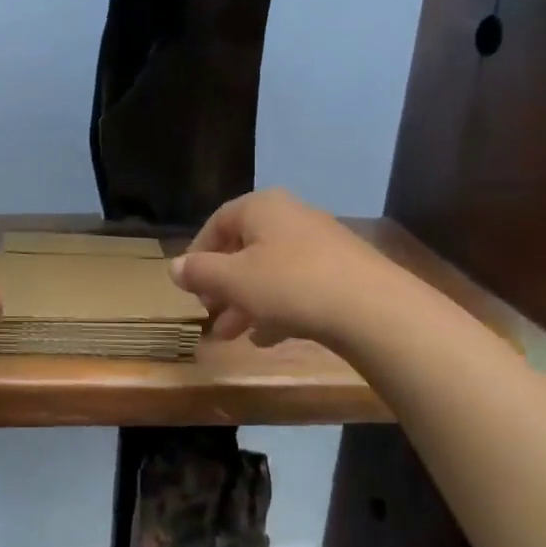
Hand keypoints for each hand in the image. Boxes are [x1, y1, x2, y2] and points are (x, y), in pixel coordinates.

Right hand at [170, 188, 406, 348]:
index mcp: (262, 208)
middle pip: (244, 249)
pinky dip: (277, 308)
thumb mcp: (233, 280)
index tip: (187, 284)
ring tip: (230, 335)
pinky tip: (266, 338)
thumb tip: (173, 267)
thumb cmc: (290, 284)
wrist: (372, 309)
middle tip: (208, 313)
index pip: (217, 222)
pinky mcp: (341, 273)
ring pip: (270, 271)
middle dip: (222, 285)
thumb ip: (199, 272)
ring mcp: (320, 245)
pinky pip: (297, 287)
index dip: (197, 253)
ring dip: (245, 302)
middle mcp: (290, 217)